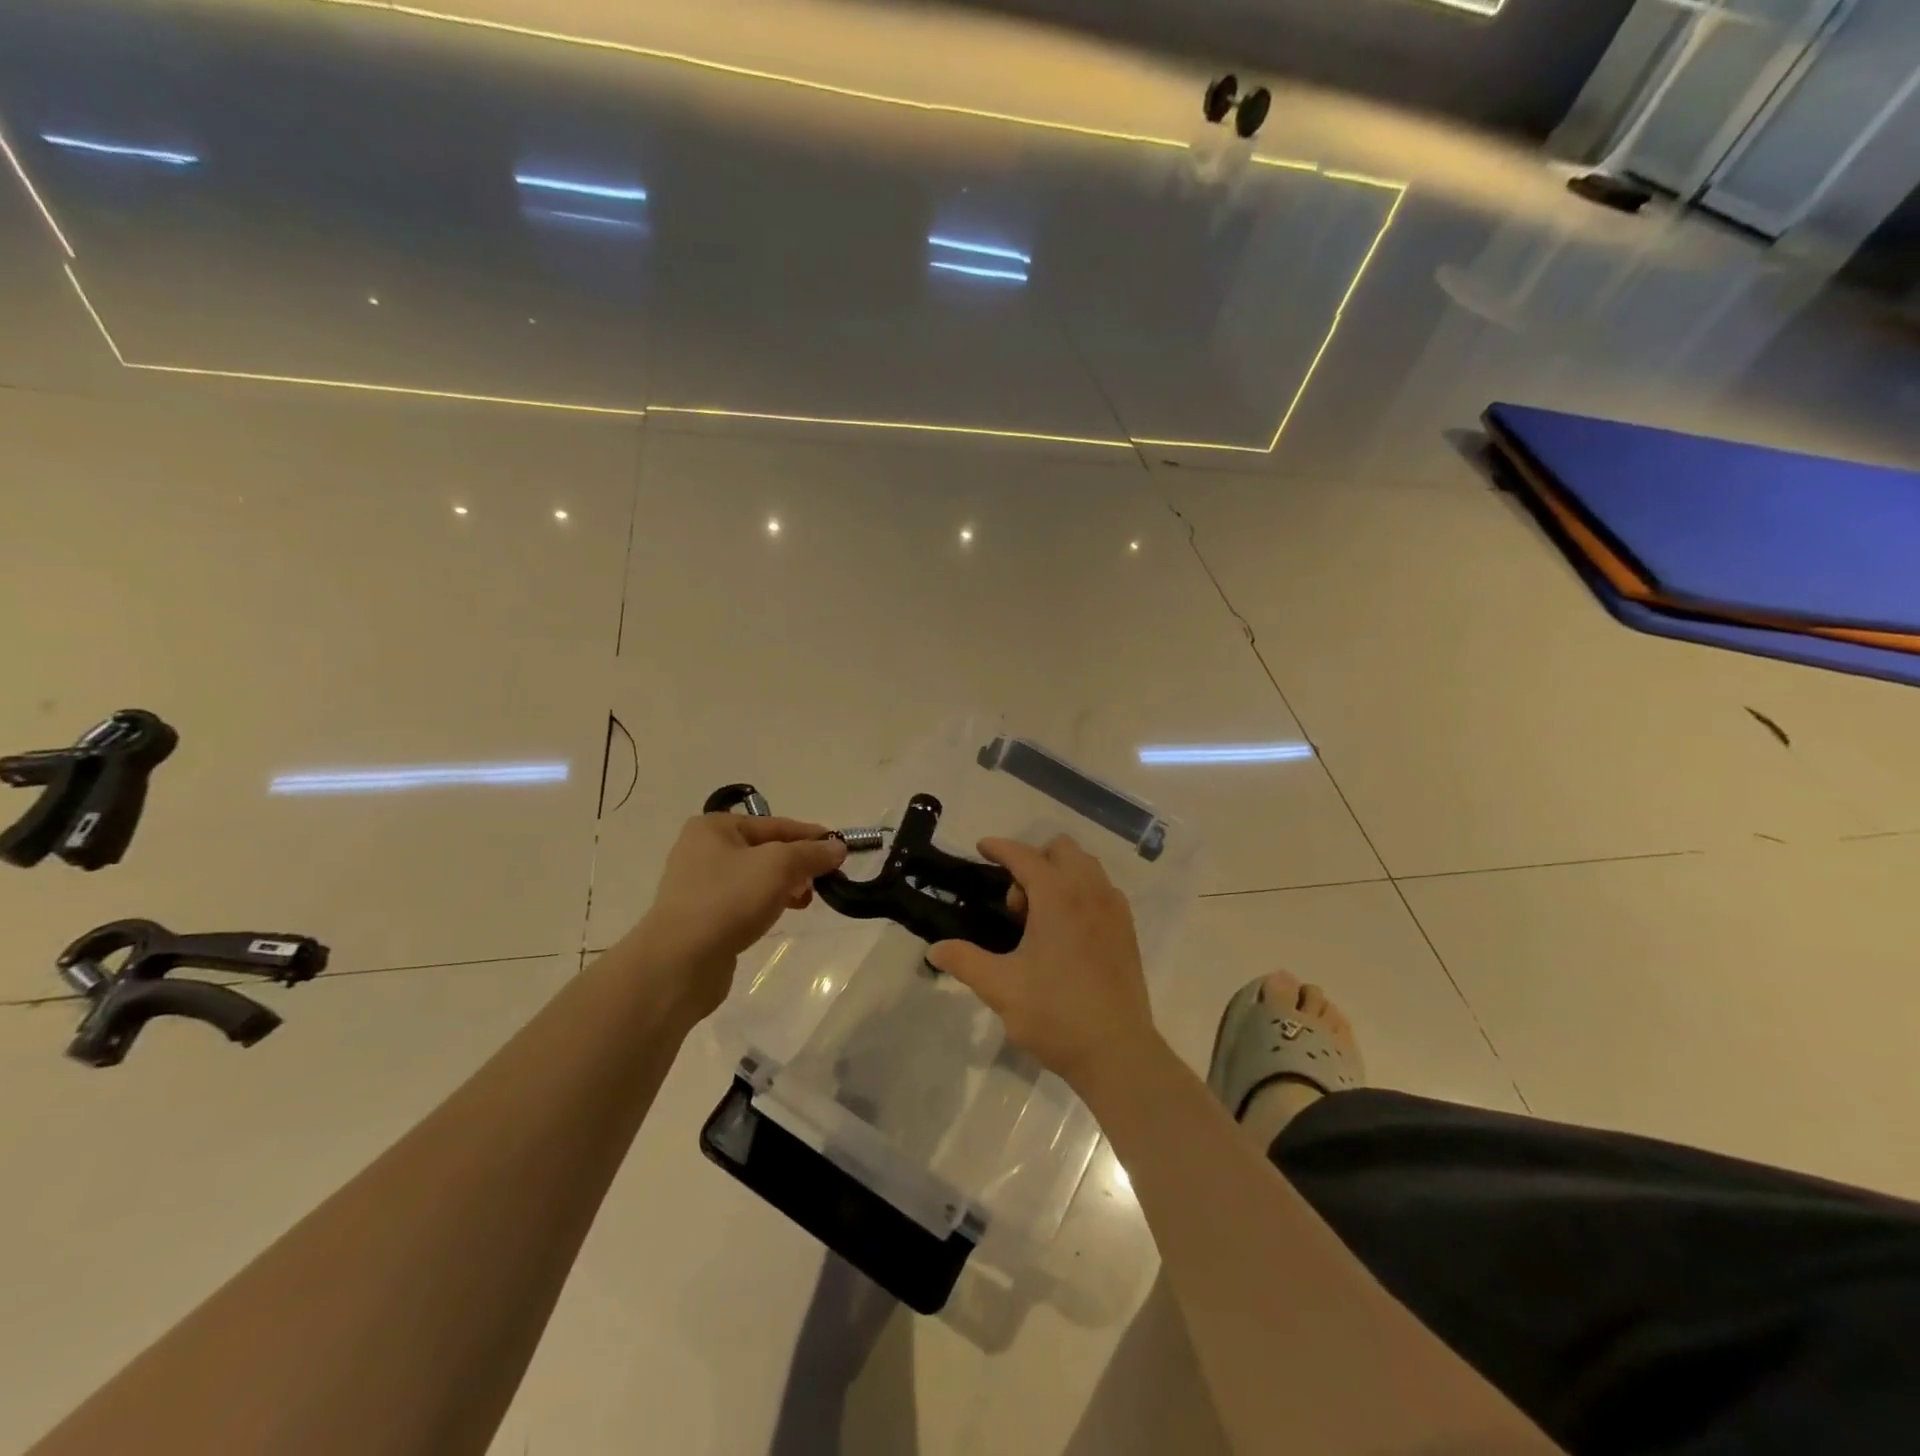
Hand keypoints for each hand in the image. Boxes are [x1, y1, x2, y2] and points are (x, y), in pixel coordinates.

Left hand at [632, 813, 847, 1016]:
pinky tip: (781, 915)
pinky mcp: (702, 917)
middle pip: (766, 850)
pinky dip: (766, 904)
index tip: (840, 849)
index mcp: (715, 827)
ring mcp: (699, 885)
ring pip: (756, 877)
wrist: (680, 962)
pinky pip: (743, 901)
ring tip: (806, 900)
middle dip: (798, 863)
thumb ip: (812, 853)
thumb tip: (837, 847)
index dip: (810, 836)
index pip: (776, 824)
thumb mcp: (780, 866)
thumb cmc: (729, 899)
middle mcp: (702, 850)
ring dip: (784, 885)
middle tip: (824, 880)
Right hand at [927, 835, 1159, 1092]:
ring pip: (1086, 867)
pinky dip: (1081, 892)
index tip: (981, 848)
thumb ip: (965, 961)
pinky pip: (1102, 890)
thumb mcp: (1001, 988)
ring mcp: (1114, 910)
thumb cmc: (1055, 1015)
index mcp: (1058, 897)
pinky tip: (1067, 932)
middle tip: (1016, 906)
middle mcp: (1090, 892)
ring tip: (1040, 919)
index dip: (1000, 848)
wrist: (1116, 1052)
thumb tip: (935, 949)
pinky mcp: (1127, 931)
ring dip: (1059, 875)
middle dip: (1033, 862)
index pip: (1025, 856)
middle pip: (1061, 850)